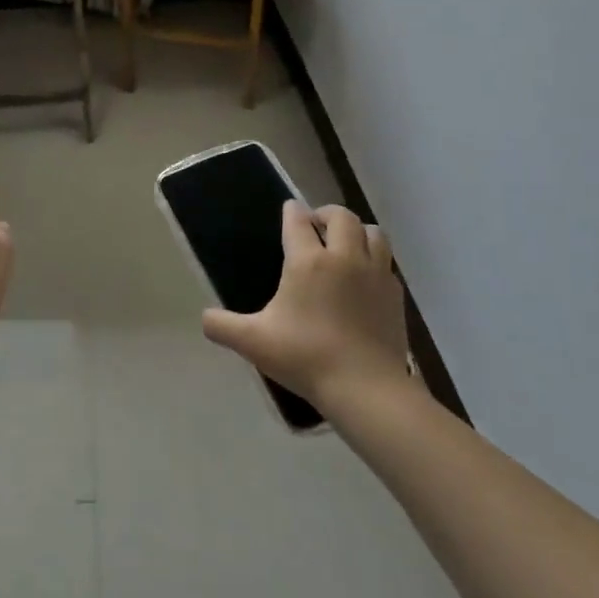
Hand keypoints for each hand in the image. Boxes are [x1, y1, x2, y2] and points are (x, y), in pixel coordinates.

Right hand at [201, 202, 414, 412]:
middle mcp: (344, 257)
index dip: (291, 211)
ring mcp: (375, 274)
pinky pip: (386, 264)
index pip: (298, 220)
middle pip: (341, 216)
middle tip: (315, 226)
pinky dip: (374, 261)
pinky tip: (364, 280)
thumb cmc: (305, 357)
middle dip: (326, 214)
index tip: (288, 209)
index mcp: (308, 261)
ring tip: (345, 244)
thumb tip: (204, 318)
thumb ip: (223, 326)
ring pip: (373, 232)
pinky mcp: (395, 295)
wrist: (365, 388)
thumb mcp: (254, 342)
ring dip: (358, 231)